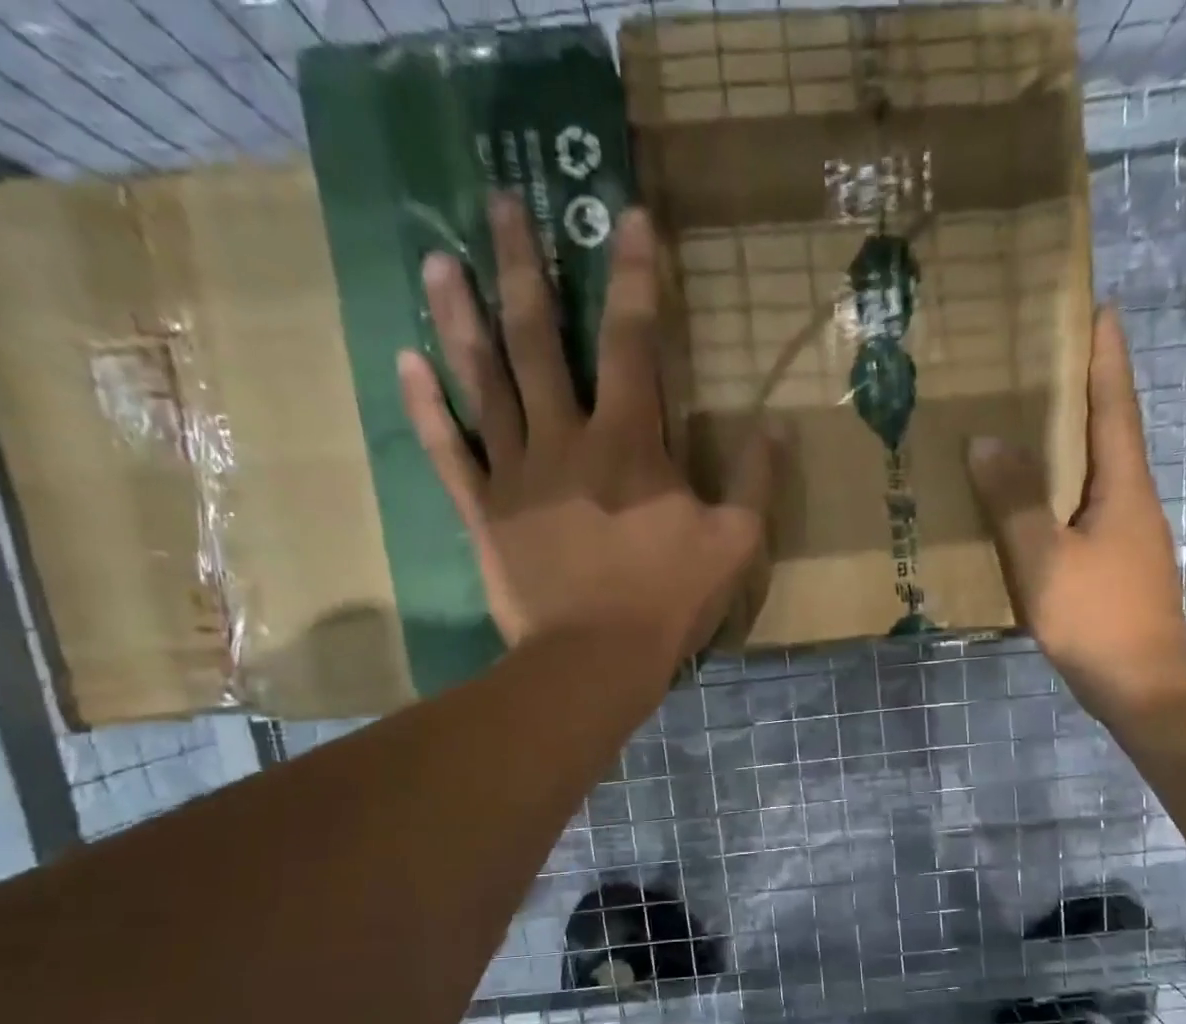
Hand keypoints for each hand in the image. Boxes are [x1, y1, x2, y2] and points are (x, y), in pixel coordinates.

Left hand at [397, 195, 776, 669]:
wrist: (594, 660)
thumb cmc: (668, 601)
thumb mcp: (735, 544)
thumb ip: (756, 483)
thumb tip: (778, 426)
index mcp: (629, 442)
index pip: (633, 341)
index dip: (635, 277)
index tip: (625, 216)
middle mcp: (565, 439)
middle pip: (539, 340)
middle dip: (523, 267)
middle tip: (499, 201)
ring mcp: (516, 474)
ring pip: (484, 382)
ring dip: (461, 318)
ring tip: (440, 259)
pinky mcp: (484, 513)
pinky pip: (450, 452)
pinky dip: (427, 409)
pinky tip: (406, 362)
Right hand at [965, 306, 1185, 710]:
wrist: (1141, 685)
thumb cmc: (1096, 616)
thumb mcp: (1045, 558)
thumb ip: (1015, 501)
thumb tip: (986, 440)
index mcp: (1123, 486)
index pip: (1115, 404)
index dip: (1106, 357)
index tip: (1098, 308)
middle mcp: (1131, 500)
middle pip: (1108, 432)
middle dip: (1084, 392)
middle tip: (1044, 362)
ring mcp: (1126, 536)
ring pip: (1095, 474)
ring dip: (1069, 444)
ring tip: (1026, 426)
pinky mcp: (1114, 566)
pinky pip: (1082, 511)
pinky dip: (1059, 492)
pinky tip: (1029, 504)